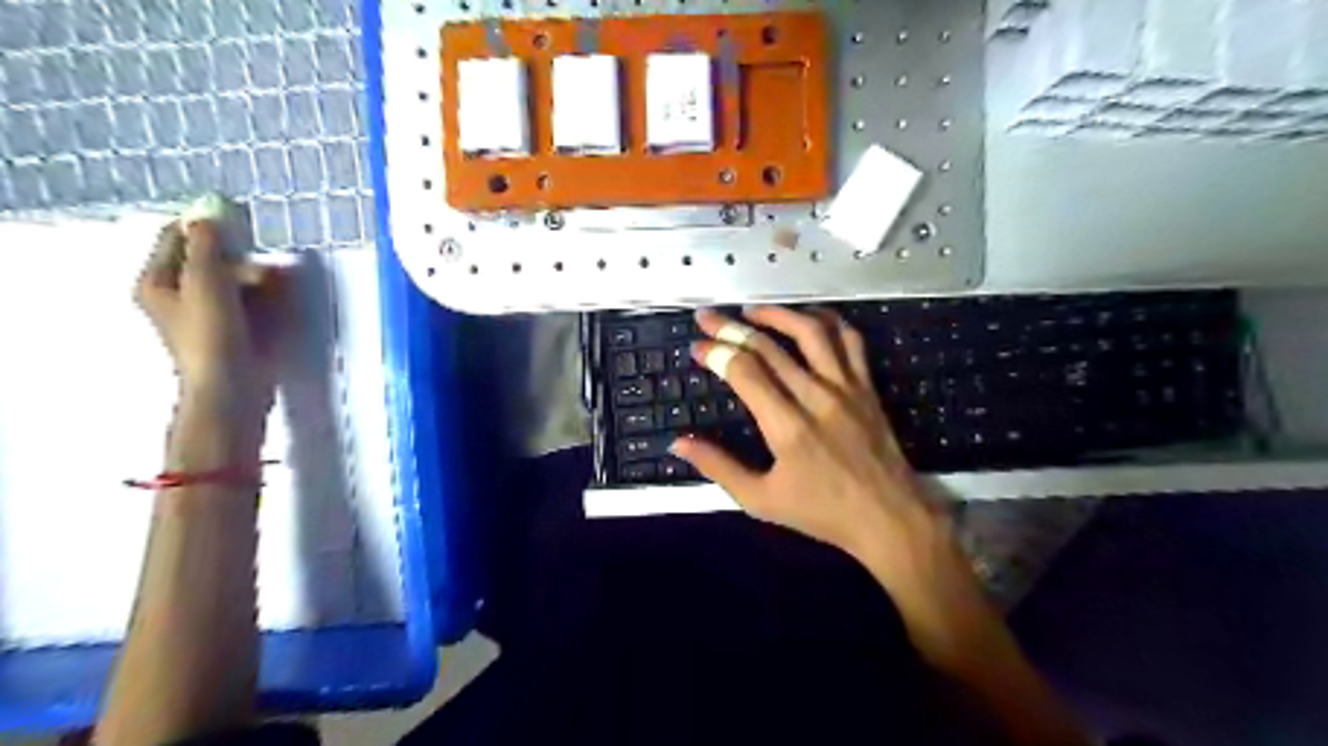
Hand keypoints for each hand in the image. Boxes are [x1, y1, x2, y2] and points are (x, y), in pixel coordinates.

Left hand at [134, 222, 275, 415]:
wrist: (232, 391)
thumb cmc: (212, 337)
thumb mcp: (207, 285)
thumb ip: (207, 247)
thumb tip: (207, 215)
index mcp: (157, 282)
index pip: (177, 237)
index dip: (207, 227)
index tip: (240, 225)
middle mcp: (178, 296)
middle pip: (211, 260)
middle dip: (242, 261)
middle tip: (263, 272)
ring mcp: (207, 316)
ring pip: (235, 283)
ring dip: (258, 281)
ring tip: (277, 291)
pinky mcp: (233, 333)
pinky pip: (250, 304)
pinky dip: (265, 300)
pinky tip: (279, 307)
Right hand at [675, 307, 971, 626]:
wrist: (889, 516)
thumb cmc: (821, 512)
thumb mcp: (761, 500)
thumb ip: (719, 467)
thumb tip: (679, 444)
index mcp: (787, 426)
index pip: (744, 372)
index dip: (716, 353)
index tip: (696, 347)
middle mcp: (816, 397)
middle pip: (768, 347)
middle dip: (731, 327)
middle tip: (707, 317)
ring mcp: (846, 387)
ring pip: (810, 332)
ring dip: (777, 314)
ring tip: (751, 309)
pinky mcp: (867, 386)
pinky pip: (850, 340)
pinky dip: (828, 320)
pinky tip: (808, 317)